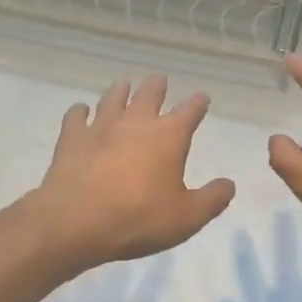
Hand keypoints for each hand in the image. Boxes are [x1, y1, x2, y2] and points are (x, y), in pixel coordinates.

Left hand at [29, 75, 234, 269]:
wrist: (77, 221)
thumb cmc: (139, 218)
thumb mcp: (187, 217)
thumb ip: (212, 199)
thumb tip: (229, 184)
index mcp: (169, 136)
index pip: (190, 111)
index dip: (198, 103)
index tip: (202, 97)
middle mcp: (136, 122)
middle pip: (149, 94)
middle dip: (157, 86)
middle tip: (159, 80)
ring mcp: (101, 126)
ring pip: (112, 98)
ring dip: (120, 90)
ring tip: (123, 85)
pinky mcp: (72, 138)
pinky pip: (76, 116)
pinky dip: (79, 111)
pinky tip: (80, 110)